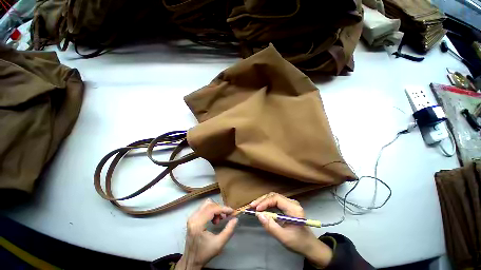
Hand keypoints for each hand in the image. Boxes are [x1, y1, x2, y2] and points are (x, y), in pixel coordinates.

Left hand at [176, 199, 237, 269]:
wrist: (191, 260)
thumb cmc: (205, 253)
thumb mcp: (219, 244)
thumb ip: (229, 230)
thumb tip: (235, 219)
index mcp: (198, 224)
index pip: (212, 209)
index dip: (223, 208)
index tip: (232, 212)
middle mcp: (193, 218)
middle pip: (209, 204)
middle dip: (219, 208)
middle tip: (225, 216)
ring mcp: (192, 217)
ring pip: (206, 204)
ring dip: (215, 209)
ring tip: (219, 219)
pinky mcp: (192, 218)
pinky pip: (204, 208)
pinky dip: (211, 210)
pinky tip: (214, 220)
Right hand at [250, 192, 332, 267]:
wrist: (310, 245)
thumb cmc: (298, 242)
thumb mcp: (283, 237)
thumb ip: (270, 226)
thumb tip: (258, 215)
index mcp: (294, 209)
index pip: (276, 199)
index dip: (265, 202)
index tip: (256, 209)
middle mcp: (292, 202)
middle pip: (274, 196)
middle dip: (262, 200)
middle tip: (252, 206)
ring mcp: (290, 203)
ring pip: (273, 197)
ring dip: (263, 201)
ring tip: (254, 207)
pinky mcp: (287, 206)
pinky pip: (275, 201)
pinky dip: (267, 204)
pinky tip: (261, 208)